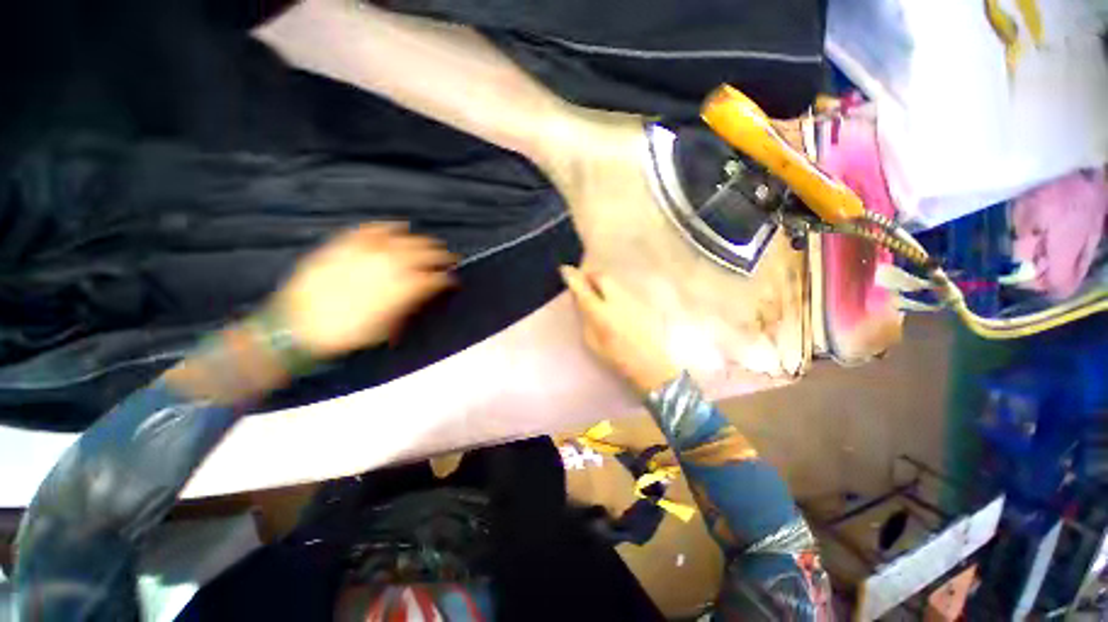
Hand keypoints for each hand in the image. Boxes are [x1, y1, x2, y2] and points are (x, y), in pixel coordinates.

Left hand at [270, 223, 455, 358]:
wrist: (298, 327)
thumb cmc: (347, 334)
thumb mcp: (388, 328)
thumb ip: (411, 306)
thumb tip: (426, 294)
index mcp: (404, 288)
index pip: (437, 278)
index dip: (449, 280)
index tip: (453, 282)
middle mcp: (392, 265)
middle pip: (427, 254)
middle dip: (442, 257)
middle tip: (448, 260)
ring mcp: (368, 251)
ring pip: (406, 240)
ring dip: (423, 242)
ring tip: (430, 244)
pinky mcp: (348, 244)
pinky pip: (373, 229)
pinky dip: (388, 227)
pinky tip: (399, 227)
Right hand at [560, 265, 679, 394]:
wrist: (650, 363)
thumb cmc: (617, 357)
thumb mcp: (593, 341)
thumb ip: (586, 318)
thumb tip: (581, 302)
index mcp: (600, 312)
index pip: (583, 288)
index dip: (572, 277)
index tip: (564, 270)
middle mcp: (616, 300)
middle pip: (600, 276)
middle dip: (589, 275)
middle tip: (582, 281)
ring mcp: (630, 299)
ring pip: (612, 281)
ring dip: (601, 281)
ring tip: (595, 289)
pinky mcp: (640, 302)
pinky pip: (622, 288)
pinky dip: (612, 289)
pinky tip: (611, 300)